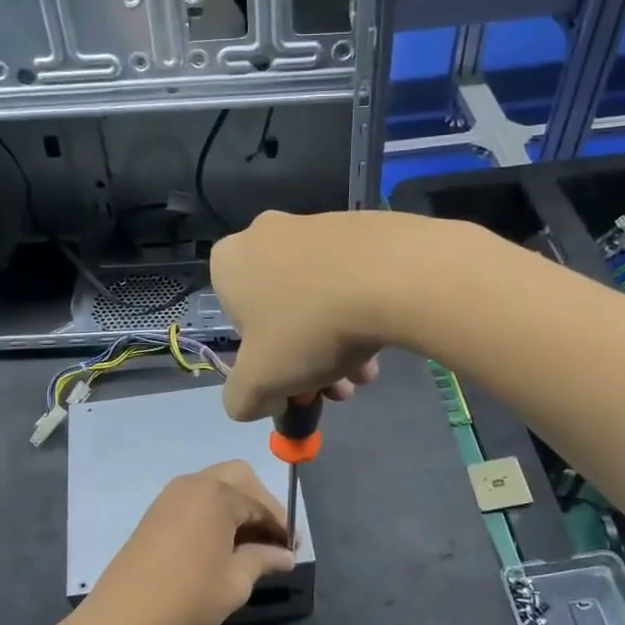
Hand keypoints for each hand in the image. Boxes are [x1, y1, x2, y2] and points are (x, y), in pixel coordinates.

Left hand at [81, 461, 295, 624]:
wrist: (123, 617)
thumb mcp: (235, 582)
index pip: (261, 503)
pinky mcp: (156, 511)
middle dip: (260, 503)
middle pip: (239, 478)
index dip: (281, 526)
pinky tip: (219, 543)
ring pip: (216, 485)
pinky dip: (214, 511)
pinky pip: (196, 499)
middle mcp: (194, 483)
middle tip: (271, 538)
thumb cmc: (187, 597)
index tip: (292, 551)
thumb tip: (285, 555)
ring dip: (237, 506)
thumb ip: (263, 560)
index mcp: (218, 494)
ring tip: (247, 544)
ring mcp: (171, 495)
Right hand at [212, 210, 400, 421]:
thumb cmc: (308, 327)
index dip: (260, 360)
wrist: (394, 276)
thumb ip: (242, 399)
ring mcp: (317, 225)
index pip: (234, 320)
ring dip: (335, 341)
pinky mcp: (362, 226)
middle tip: (334, 388)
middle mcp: (266, 234)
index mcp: (230, 261)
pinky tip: (383, 342)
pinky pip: (350, 277)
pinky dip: (360, 310)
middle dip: (305, 357)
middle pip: (280, 312)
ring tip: (365, 374)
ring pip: (317, 298)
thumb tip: (255, 399)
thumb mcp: (260, 383)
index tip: (288, 383)